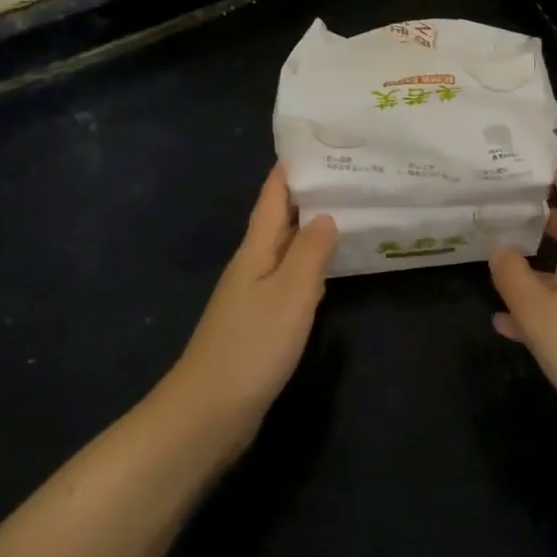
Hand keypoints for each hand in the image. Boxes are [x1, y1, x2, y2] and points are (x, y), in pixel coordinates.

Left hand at [167, 166, 337, 444]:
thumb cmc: (251, 346)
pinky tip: (328, 274)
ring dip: (311, 231)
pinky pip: (288, 282)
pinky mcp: (259, 324)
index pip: (273, 197)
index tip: (316, 142)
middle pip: (280, 220)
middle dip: (308, 195)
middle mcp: (252, 266)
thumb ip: (310, 252)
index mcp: (255, 250)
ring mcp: (253, 296)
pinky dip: (309, 268)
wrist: (207, 414)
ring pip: (285, 250)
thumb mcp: (289, 293)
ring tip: (347, 213)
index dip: (290, 169)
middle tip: (348, 175)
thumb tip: (326, 214)